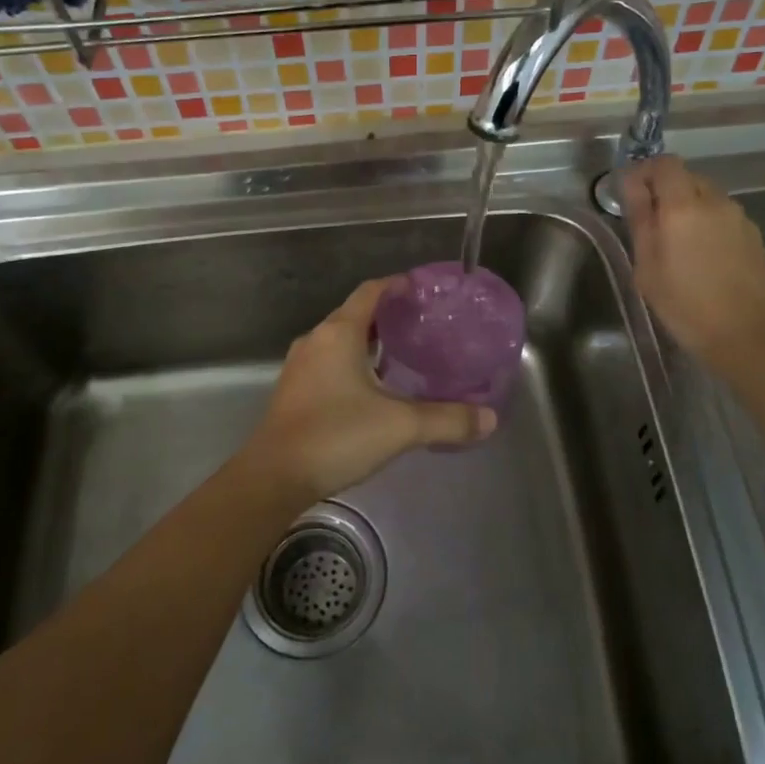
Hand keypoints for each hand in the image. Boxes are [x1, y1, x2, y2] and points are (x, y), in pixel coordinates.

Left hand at [235, 278, 497, 507]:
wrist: (274, 477)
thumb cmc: (336, 436)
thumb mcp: (400, 427)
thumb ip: (447, 420)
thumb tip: (490, 418)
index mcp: (338, 333)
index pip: (370, 292)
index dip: (397, 286)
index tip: (424, 291)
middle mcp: (316, 341)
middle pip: (355, 315)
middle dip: (389, 318)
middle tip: (424, 327)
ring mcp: (301, 367)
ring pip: (341, 342)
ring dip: (370, 344)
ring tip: (405, 356)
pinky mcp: (295, 392)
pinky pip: (330, 364)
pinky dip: (354, 365)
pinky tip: (375, 390)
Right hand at [621, 155, 764, 377]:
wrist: (752, 336)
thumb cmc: (686, 305)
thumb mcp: (648, 267)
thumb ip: (640, 220)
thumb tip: (632, 185)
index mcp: (684, 205)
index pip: (665, 163)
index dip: (644, 171)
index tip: (629, 193)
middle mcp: (716, 202)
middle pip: (687, 178)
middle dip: (664, 191)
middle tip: (648, 224)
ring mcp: (740, 218)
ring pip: (707, 198)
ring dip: (687, 209)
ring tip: (675, 245)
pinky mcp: (755, 237)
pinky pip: (723, 217)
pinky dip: (706, 225)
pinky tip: (701, 259)